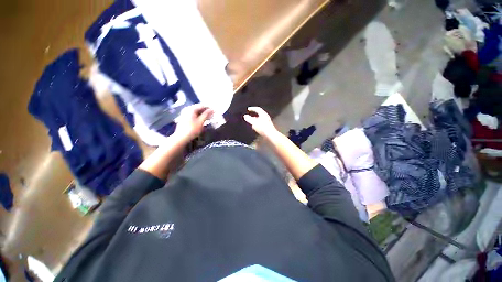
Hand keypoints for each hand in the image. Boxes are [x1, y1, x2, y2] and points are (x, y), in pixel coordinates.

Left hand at [174, 104, 213, 141]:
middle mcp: (187, 109)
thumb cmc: (192, 129)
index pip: (202, 105)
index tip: (215, 111)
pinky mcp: (185, 118)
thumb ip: (207, 114)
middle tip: (213, 115)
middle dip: (206, 112)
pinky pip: (194, 115)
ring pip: (196, 112)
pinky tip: (203, 121)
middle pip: (199, 108)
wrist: (181, 138)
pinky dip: (199, 117)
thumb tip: (212, 109)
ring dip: (203, 115)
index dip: (209, 108)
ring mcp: (185, 114)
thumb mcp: (201, 121)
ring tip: (209, 118)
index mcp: (191, 109)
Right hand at [243, 107, 277, 136]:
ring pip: (260, 119)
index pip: (257, 109)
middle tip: (249, 116)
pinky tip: (256, 128)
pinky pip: (261, 123)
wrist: (270, 135)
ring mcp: (267, 122)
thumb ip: (249, 119)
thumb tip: (245, 116)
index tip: (248, 109)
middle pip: (259, 114)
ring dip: (255, 120)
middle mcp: (266, 117)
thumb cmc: (263, 128)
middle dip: (253, 115)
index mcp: (263, 114)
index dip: (252, 108)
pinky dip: (257, 124)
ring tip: (251, 122)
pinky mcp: (268, 126)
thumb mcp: (254, 123)